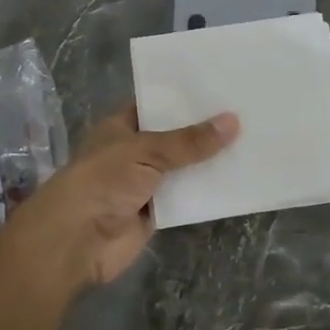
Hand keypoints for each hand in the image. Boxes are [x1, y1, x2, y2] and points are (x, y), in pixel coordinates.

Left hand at [0, 106, 238, 296]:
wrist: (76, 241)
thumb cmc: (103, 181)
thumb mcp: (147, 151)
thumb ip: (190, 141)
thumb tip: (233, 121)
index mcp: (122, 127)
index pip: (157, 105)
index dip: (186, 98)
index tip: (222, 88)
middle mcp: (134, 152)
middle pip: (176, 138)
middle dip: (205, 130)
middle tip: (248, 111)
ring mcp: (146, 183)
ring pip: (185, 168)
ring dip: (210, 161)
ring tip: (253, 140)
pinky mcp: (157, 212)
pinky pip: (188, 197)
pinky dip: (208, 191)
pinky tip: (240, 178)